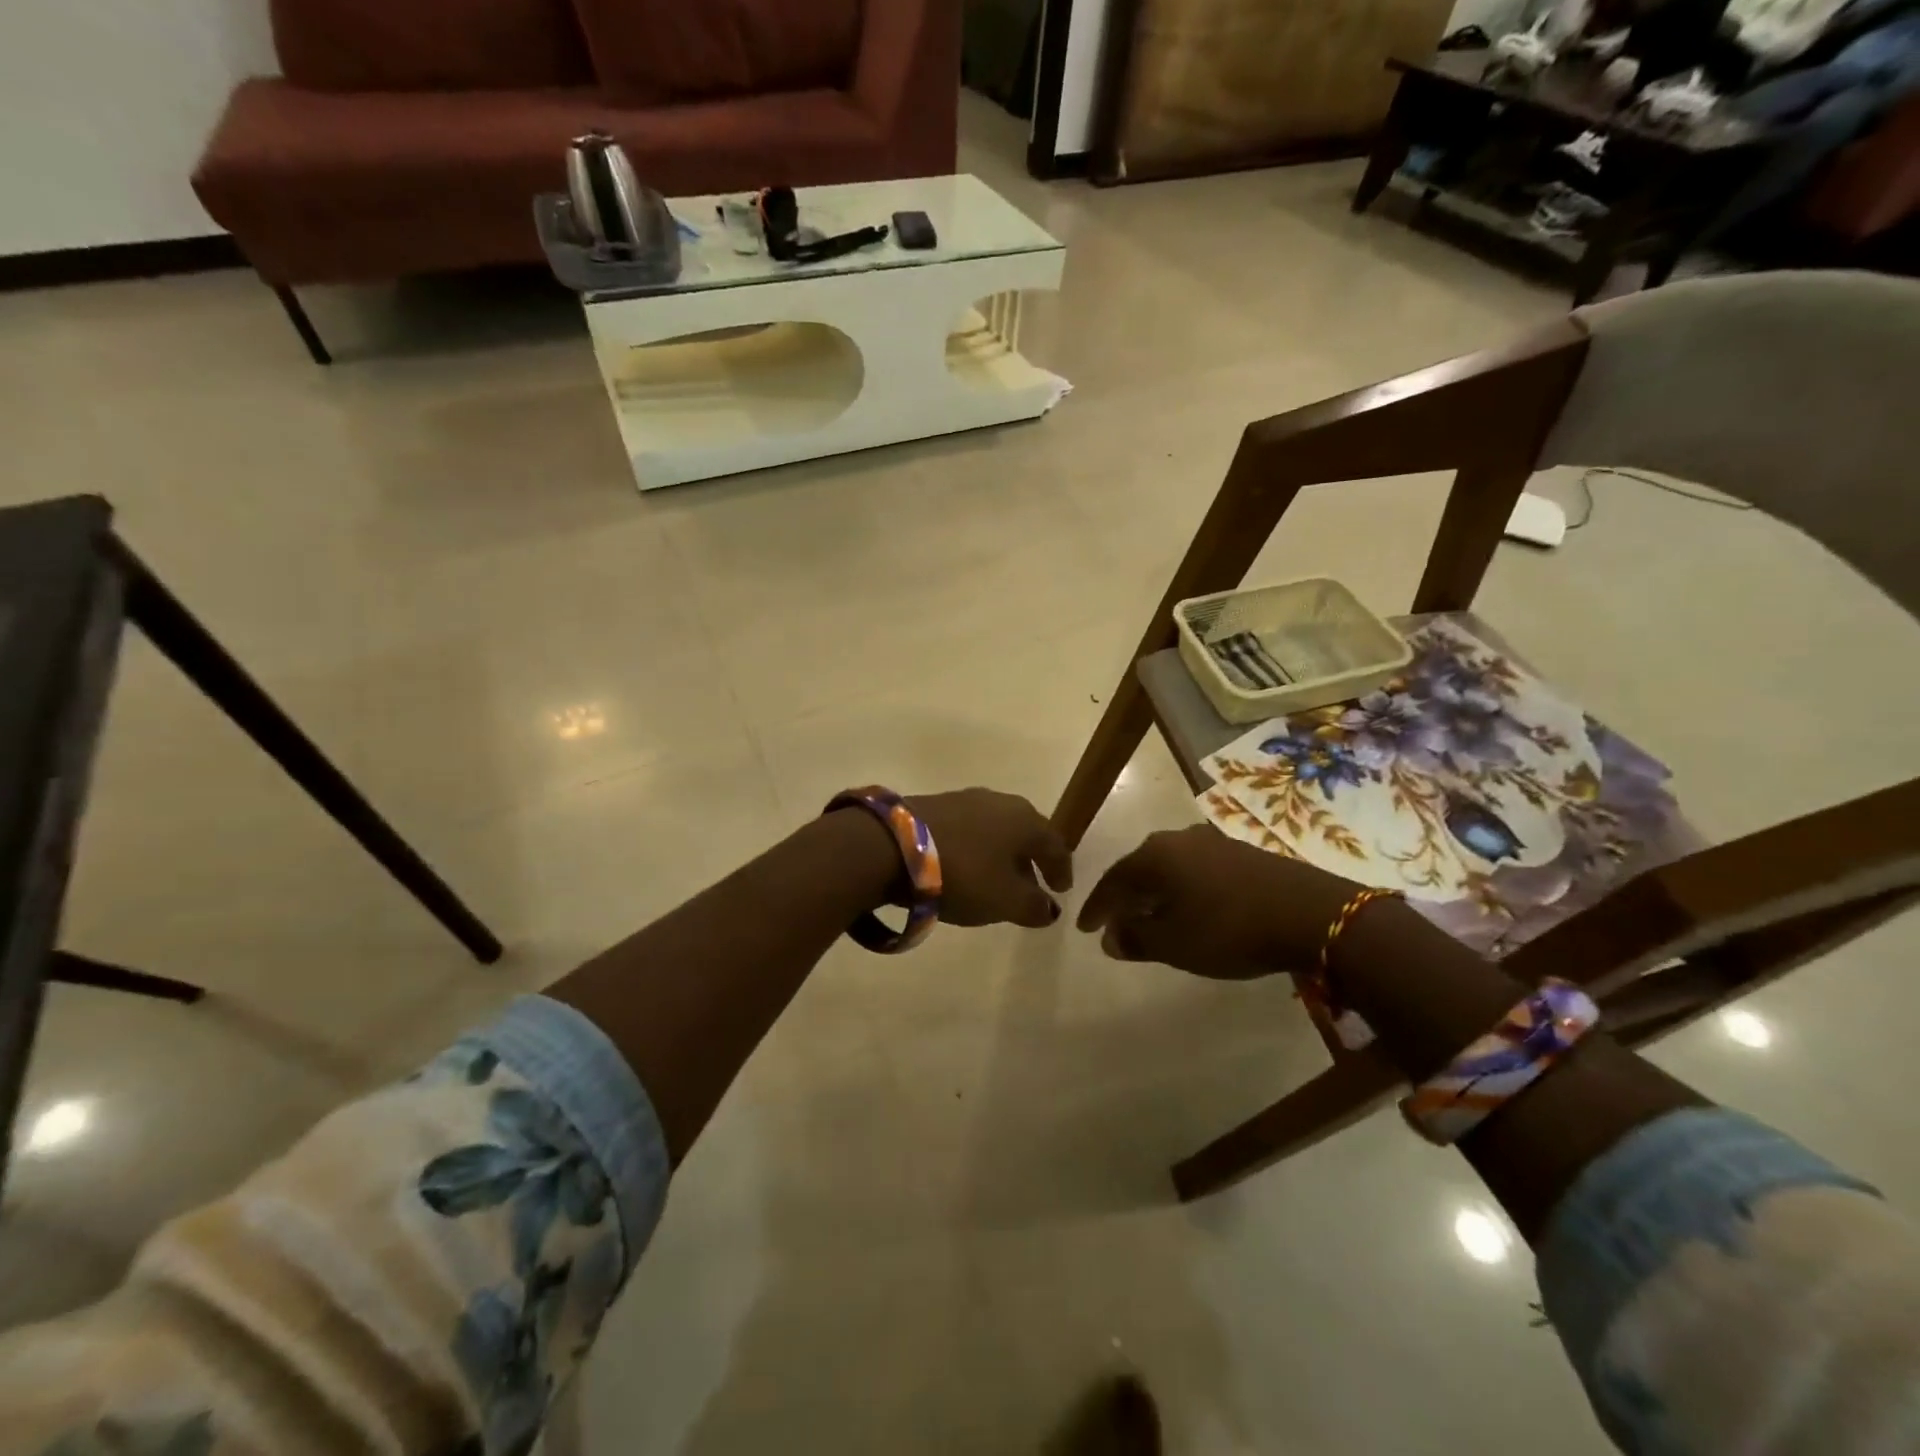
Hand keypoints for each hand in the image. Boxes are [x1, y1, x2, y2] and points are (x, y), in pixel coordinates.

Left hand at [906, 788, 1073, 928]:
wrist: (893, 845)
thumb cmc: (963, 873)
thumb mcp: (1005, 900)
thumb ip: (1033, 906)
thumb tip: (1049, 909)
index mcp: (1025, 820)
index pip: (1055, 845)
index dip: (1061, 869)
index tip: (1061, 890)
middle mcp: (1000, 801)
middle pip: (1024, 833)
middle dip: (1029, 861)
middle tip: (1030, 888)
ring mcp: (965, 799)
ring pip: (995, 830)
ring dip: (1000, 855)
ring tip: (995, 881)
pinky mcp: (935, 805)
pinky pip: (968, 830)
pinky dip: (975, 850)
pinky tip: (965, 868)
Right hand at [1076, 825, 1358, 978]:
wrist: (1312, 914)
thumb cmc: (1230, 928)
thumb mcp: (1175, 943)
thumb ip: (1136, 938)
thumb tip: (1110, 938)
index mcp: (1155, 854)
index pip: (1113, 880)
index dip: (1097, 907)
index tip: (1085, 929)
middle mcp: (1180, 838)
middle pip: (1140, 868)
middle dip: (1126, 897)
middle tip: (1116, 922)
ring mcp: (1214, 842)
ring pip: (1170, 868)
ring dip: (1156, 893)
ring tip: (1152, 917)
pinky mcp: (1242, 853)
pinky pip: (1197, 870)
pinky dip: (1184, 890)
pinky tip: (1191, 909)